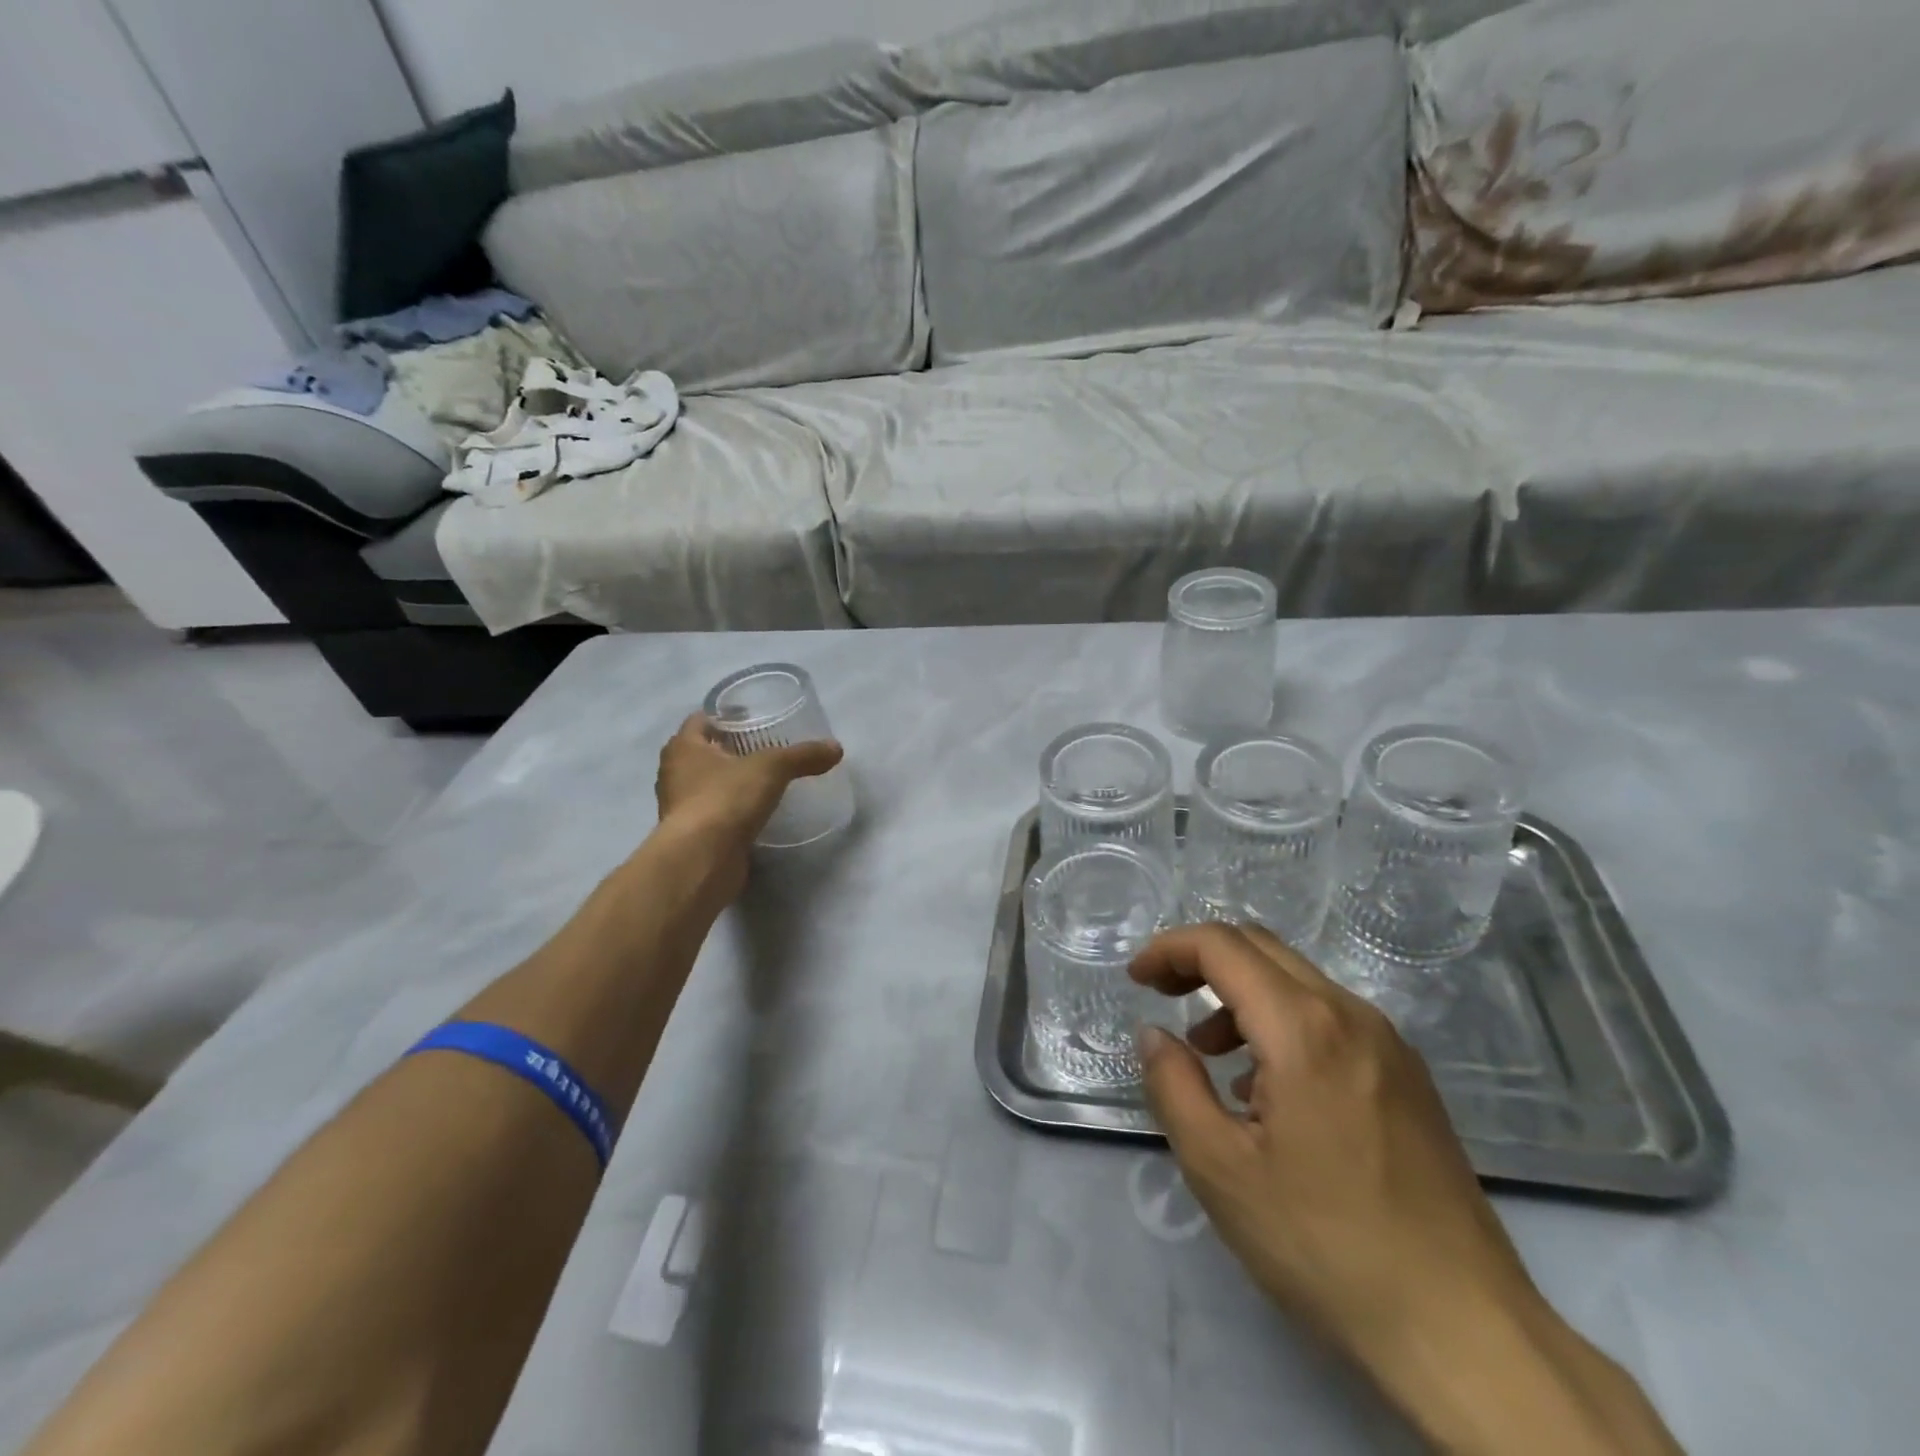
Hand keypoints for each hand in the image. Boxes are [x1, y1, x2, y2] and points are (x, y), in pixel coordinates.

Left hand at [654, 713, 842, 854]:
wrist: (702, 860)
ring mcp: (682, 808)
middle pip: (705, 752)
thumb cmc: (726, 798)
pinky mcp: (695, 836)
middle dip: (731, 748)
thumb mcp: (772, 768)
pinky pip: (716, 814)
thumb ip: (803, 756)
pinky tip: (759, 812)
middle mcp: (675, 774)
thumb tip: (836, 748)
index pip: (701, 720)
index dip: (726, 715)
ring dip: (732, 781)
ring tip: (766, 779)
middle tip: (766, 747)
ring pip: (709, 784)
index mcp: (683, 747)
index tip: (753, 717)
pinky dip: (734, 810)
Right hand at [1131, 925, 1680, 1454]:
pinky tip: (1265, 1088)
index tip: (1136, 980)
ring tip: (1207, 1054)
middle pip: (1261, 948)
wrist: (1464, 1331)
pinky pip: (1328, 1018)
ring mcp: (1388, 1044)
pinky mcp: (1408, 1076)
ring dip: (1240, 994)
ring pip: (1296, 981)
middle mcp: (1351, 1015)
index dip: (1169, 950)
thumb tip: (1154, 1034)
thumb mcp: (1219, 1168)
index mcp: (1303, 1027)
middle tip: (1161, 996)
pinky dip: (1279, 1023)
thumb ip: (1173, 1085)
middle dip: (1201, 960)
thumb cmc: (1325, 1244)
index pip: (1222, 946)